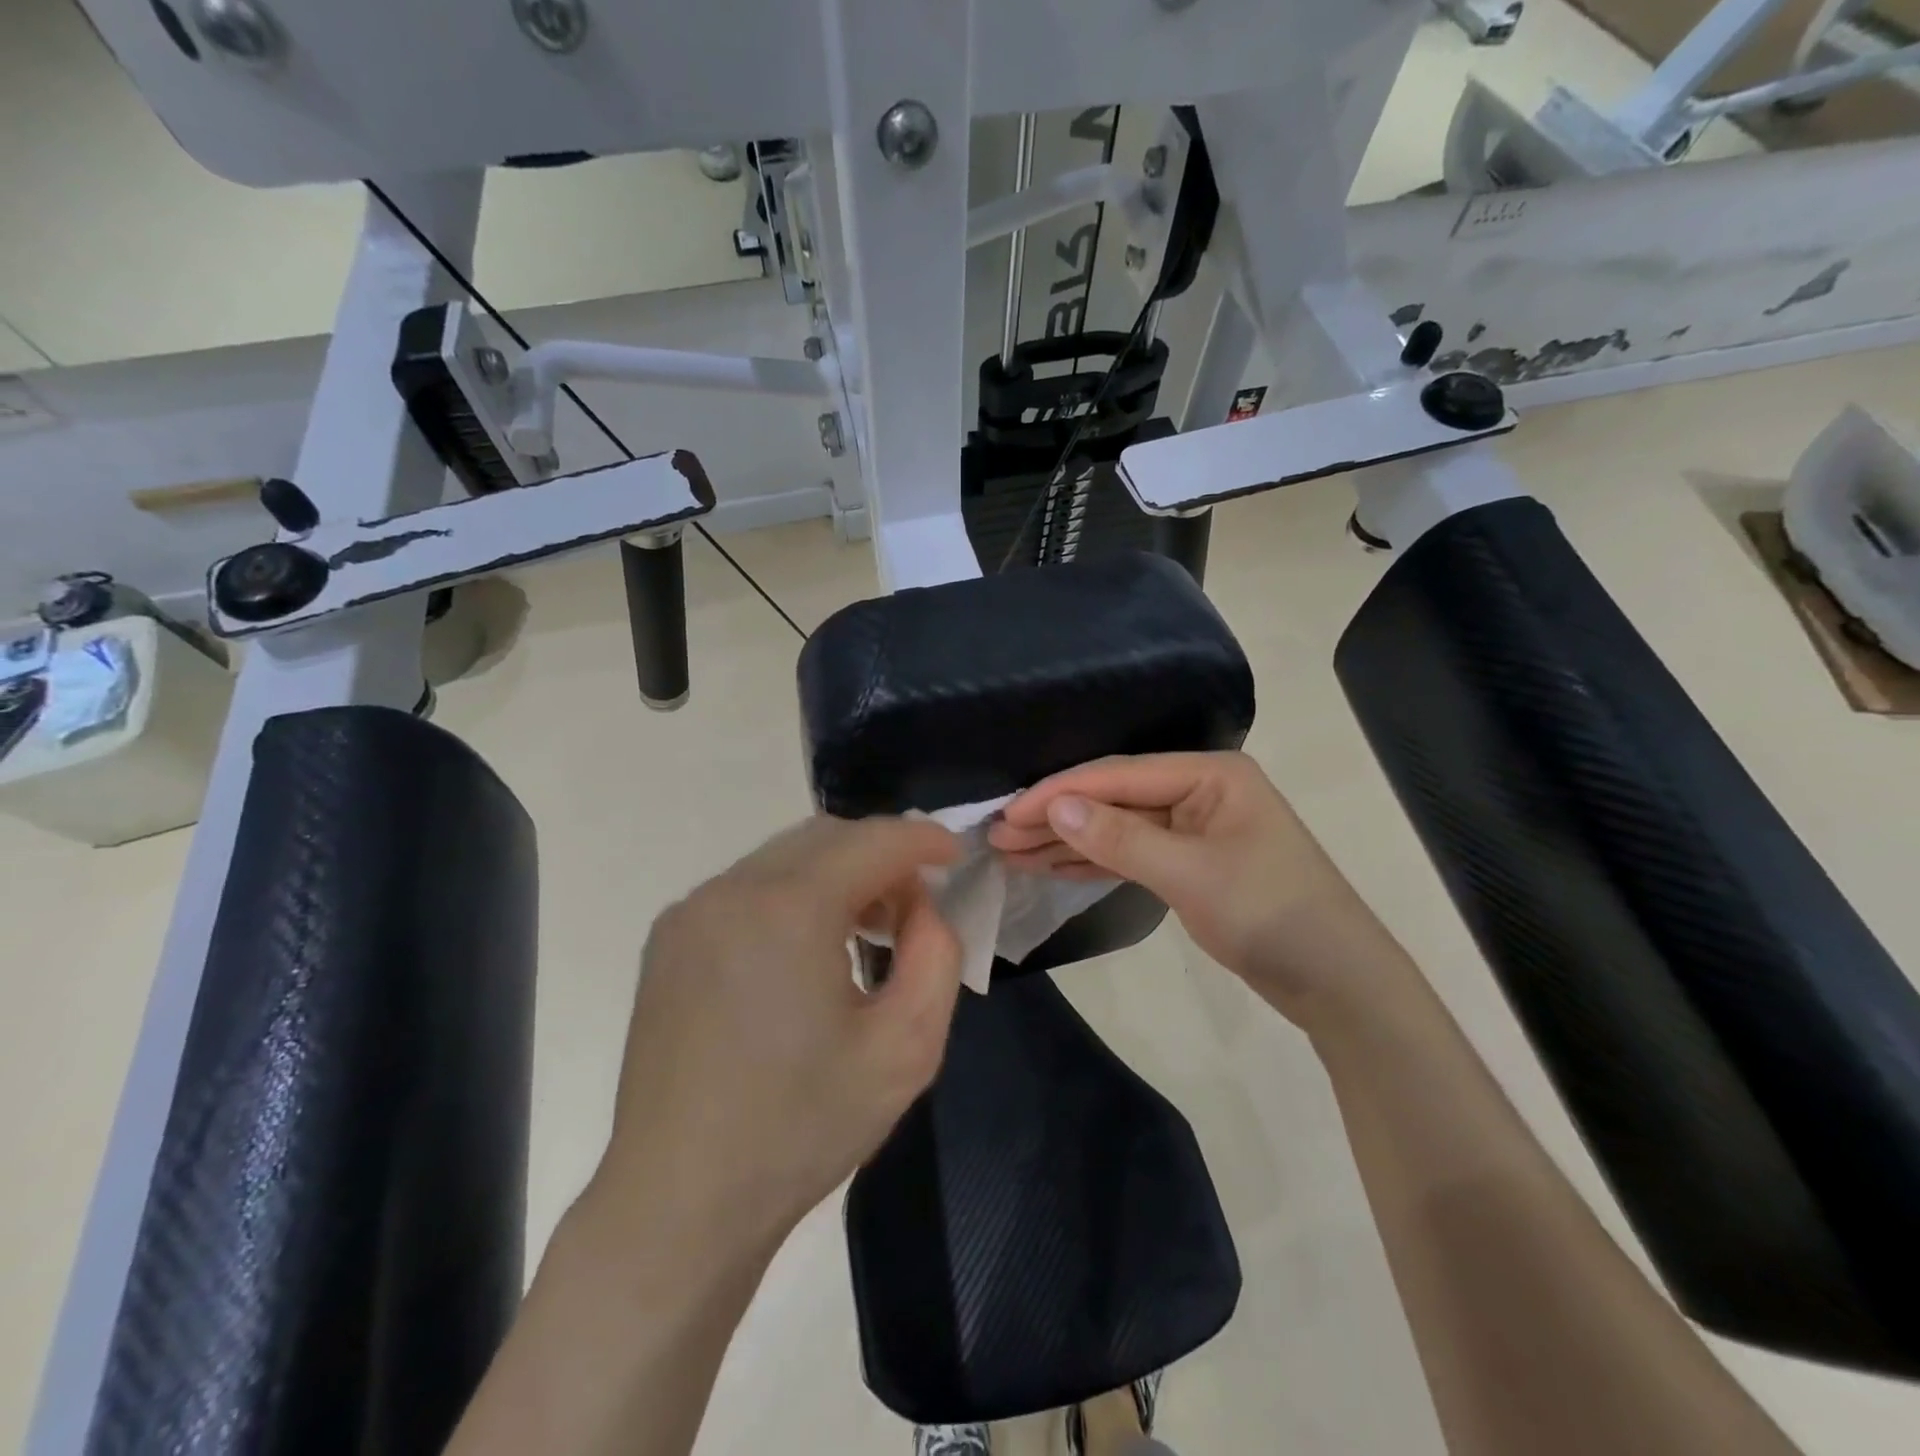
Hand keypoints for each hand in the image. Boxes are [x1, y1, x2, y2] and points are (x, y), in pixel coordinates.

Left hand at [586, 815, 962, 1267]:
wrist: (678, 1202)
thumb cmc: (801, 1129)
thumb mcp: (906, 1048)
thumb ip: (936, 955)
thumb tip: (922, 907)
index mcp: (787, 910)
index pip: (873, 841)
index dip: (924, 840)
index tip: (956, 857)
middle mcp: (731, 890)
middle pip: (827, 837)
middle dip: (882, 855)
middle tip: (914, 907)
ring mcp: (691, 912)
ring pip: (785, 857)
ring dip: (838, 873)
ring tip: (865, 930)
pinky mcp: (668, 938)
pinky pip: (748, 887)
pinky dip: (794, 894)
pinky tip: (806, 950)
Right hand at [988, 752, 1400, 1020]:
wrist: (1337, 983)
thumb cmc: (1272, 914)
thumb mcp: (1191, 874)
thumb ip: (1120, 838)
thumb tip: (1054, 806)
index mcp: (1209, 774)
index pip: (1118, 776)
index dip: (1060, 793)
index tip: (1009, 812)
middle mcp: (1199, 791)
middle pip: (1113, 799)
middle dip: (1056, 817)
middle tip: (998, 835)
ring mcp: (1193, 829)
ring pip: (1117, 829)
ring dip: (1067, 841)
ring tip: (1011, 852)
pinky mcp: (1188, 864)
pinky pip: (1131, 855)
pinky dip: (1093, 863)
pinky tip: (1050, 868)